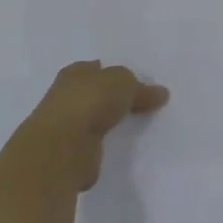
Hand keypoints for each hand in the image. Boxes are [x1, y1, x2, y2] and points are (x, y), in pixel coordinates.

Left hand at [0, 60, 168, 192]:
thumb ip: (140, 88)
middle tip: (142, 102)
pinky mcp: (71, 153)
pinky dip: (106, 144)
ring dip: (109, 122)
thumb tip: (160, 93)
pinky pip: (95, 143)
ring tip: (136, 124)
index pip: (96, 69)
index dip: (114, 73)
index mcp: (74, 74)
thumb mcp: (124, 82)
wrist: (62, 148)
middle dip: (113, 98)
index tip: (135, 81)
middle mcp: (66, 97)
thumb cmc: (90, 102)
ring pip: (94, 119)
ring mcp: (66, 127)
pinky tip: (122, 145)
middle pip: (95, 94)